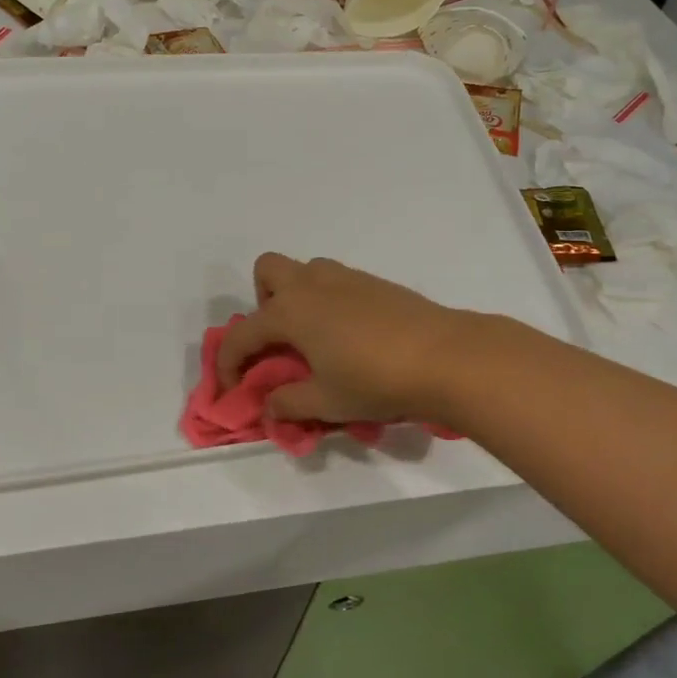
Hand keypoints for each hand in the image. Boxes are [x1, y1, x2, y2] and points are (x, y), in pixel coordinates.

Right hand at [216, 254, 480, 425]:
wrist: (447, 357)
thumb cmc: (376, 381)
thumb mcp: (327, 402)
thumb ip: (289, 403)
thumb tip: (269, 406)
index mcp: (290, 312)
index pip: (242, 334)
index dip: (229, 363)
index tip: (234, 389)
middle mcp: (311, 285)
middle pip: (267, 270)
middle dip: (262, 302)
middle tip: (280, 342)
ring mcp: (346, 278)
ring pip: (305, 271)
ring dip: (297, 297)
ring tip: (314, 339)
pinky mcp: (374, 283)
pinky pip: (335, 282)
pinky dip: (327, 302)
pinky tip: (350, 338)